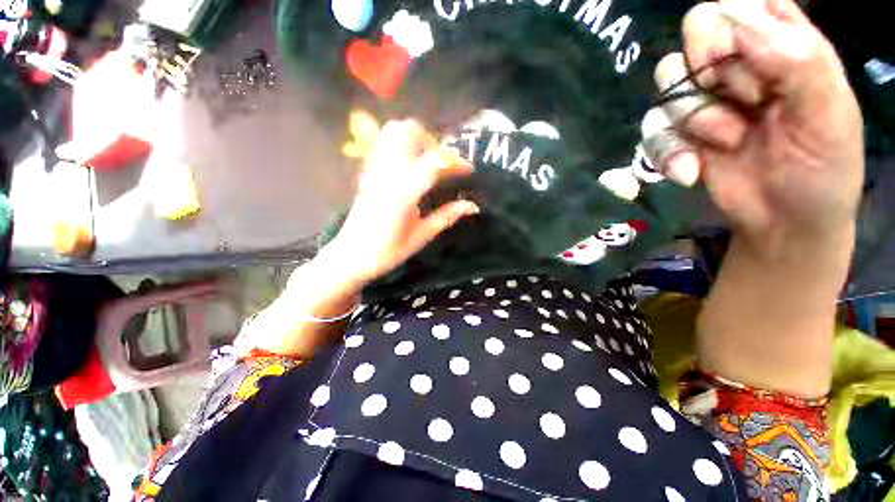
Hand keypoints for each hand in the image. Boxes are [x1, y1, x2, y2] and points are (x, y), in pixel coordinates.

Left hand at [327, 119, 478, 286]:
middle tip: (444, 163)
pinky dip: (401, 145)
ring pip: (393, 132)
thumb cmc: (387, 252)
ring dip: (416, 139)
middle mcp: (387, 174)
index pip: (434, 163)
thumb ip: (446, 216)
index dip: (455, 162)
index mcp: (403, 194)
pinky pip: (383, 144)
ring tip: (428, 161)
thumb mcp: (421, 237)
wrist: (349, 256)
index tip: (468, 170)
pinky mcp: (367, 172)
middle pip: (408, 131)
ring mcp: (373, 170)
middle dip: (433, 141)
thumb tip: (472, 205)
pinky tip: (410, 165)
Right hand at [650, 0, 862, 254]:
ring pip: (667, 80)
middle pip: (697, 28)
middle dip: (711, 68)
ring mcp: (704, 100)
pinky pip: (651, 130)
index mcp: (784, 44)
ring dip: (694, 118)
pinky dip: (667, 153)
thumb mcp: (829, 114)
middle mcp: (740, 63)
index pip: (742, 1)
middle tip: (744, 102)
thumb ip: (799, 60)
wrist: (784, 223)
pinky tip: (690, 173)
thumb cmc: (822, 169)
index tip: (744, 56)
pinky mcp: (679, 135)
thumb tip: (738, 24)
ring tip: (729, 144)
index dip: (736, 22)